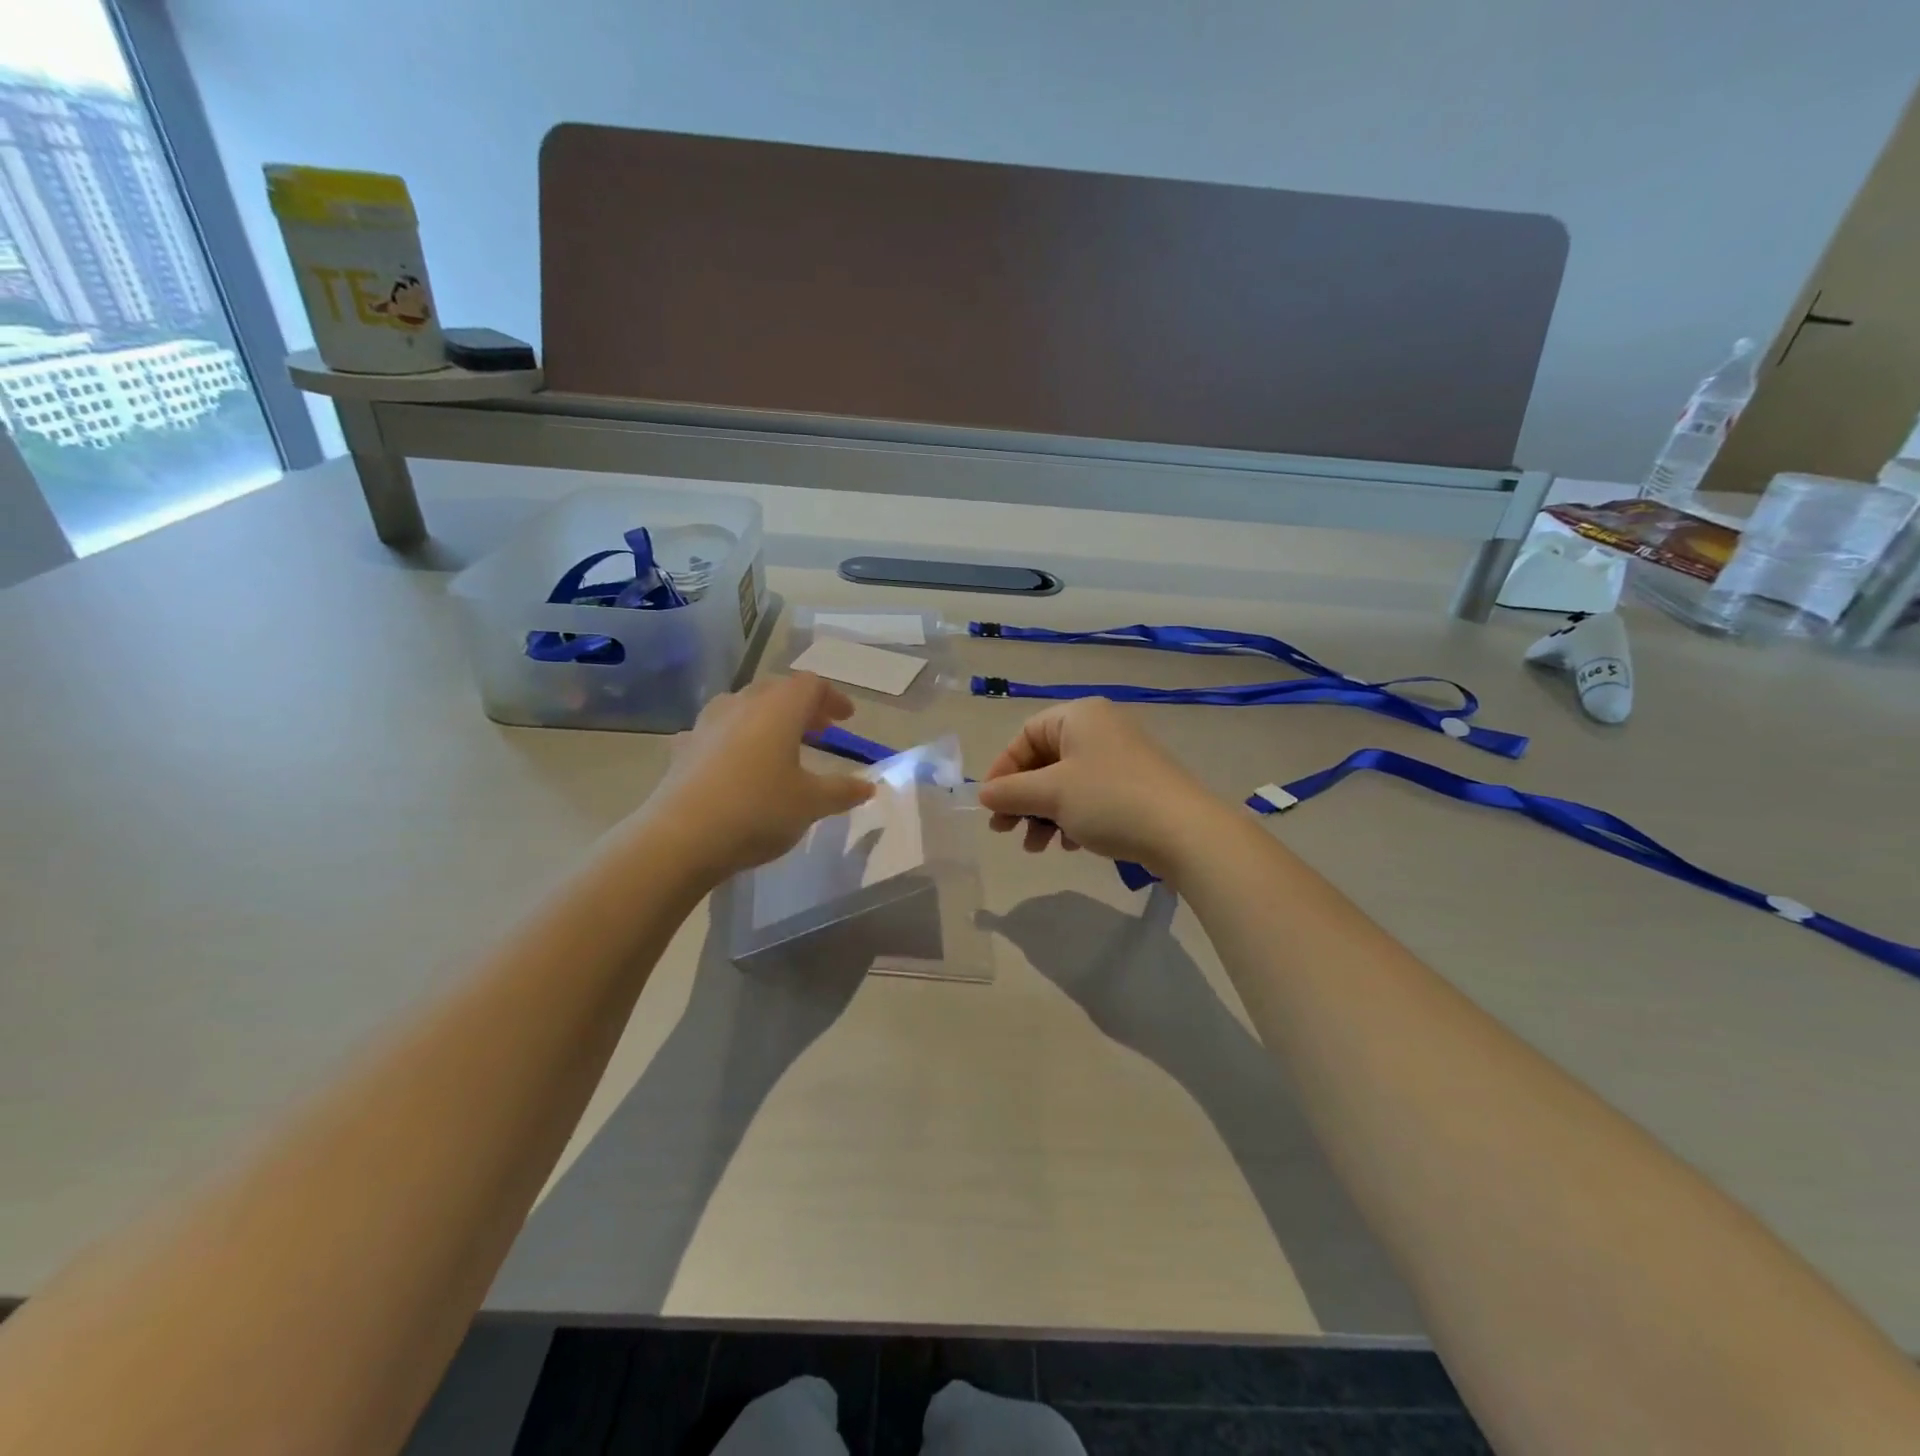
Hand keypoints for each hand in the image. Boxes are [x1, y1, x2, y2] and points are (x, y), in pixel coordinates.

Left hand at [640, 674, 874, 881]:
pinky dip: (733, 740)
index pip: (811, 685)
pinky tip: (734, 763)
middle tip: (819, 729)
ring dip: (765, 718)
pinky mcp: (682, 749)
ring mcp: (706, 724)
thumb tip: (868, 786)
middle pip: (776, 690)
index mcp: (778, 709)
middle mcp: (741, 705)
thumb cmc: (758, 810)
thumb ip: (842, 791)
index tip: (846, 718)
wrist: (680, 838)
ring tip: (778, 743)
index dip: (832, 697)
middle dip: (801, 706)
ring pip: (742, 706)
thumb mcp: (811, 804)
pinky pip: (715, 733)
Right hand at [975, 698, 1227, 876]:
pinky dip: (1073, 818)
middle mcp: (1101, 728)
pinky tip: (1070, 845)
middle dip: (1022, 799)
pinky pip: (1091, 796)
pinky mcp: (1137, 785)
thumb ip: (1011, 792)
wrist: (1185, 832)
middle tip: (1005, 832)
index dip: (1003, 770)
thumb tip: (983, 794)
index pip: (1025, 735)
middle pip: (1045, 761)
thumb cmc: (1109, 800)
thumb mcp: (1052, 794)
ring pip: (1067, 783)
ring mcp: (1122, 757)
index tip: (991, 805)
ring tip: (1036, 848)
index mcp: (1079, 716)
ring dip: (1044, 815)